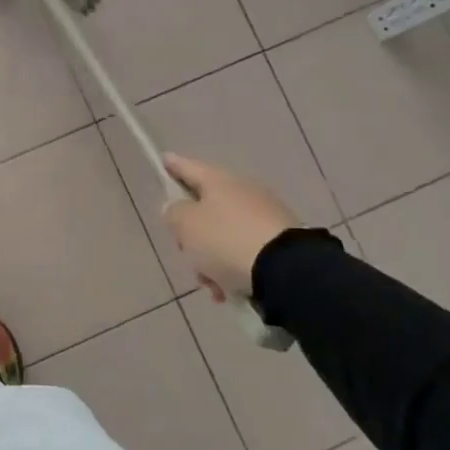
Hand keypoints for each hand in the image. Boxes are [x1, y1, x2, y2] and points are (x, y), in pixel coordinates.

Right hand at [160, 154, 298, 302]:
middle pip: (204, 208)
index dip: (173, 165)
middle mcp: (243, 191)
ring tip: (211, 284)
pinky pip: (242, 251)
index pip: (189, 167)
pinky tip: (228, 290)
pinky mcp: (278, 240)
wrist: (285, 269)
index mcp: (219, 181)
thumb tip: (177, 208)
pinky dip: (231, 268)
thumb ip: (173, 213)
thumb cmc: (225, 240)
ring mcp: (263, 215)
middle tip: (185, 251)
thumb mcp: (186, 225)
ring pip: (222, 234)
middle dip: (191, 234)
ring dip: (210, 258)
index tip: (164, 160)